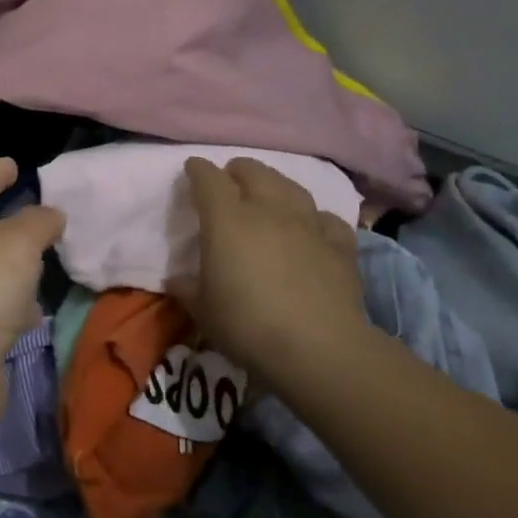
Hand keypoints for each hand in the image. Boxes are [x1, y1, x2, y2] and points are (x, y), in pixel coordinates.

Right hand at [174, 157, 373, 383]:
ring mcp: (307, 224)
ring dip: (274, 185)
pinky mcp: (339, 244)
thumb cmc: (247, 324)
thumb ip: (187, 288)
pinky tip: (311, 228)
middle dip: (237, 171)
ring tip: (268, 195)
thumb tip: (177, 279)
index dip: (198, 170)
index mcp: (226, 219)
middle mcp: (268, 210)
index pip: (208, 179)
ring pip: (290, 187)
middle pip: (253, 171)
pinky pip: (325, 219)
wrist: (317, 348)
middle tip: (229, 183)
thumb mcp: (202, 310)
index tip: (192, 169)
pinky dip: (314, 219)